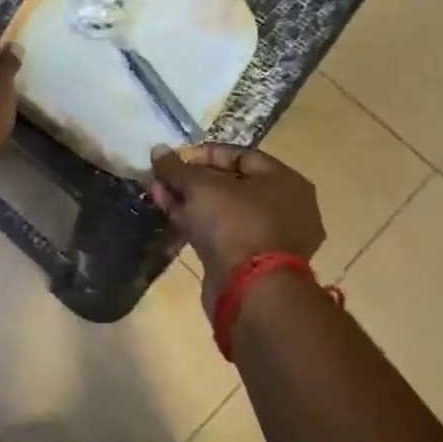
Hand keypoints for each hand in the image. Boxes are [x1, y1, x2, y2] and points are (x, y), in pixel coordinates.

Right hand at [148, 144, 324, 308]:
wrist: (250, 291)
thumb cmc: (234, 223)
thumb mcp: (200, 186)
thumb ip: (177, 167)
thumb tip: (158, 150)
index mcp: (285, 181)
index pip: (241, 155)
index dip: (203, 153)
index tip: (174, 158)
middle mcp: (285, 207)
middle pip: (230, 183)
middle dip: (191, 179)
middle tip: (162, 177)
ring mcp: (269, 237)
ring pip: (223, 210)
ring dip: (188, 200)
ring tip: (157, 193)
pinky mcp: (251, 261)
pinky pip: (222, 232)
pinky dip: (197, 222)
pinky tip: (169, 214)